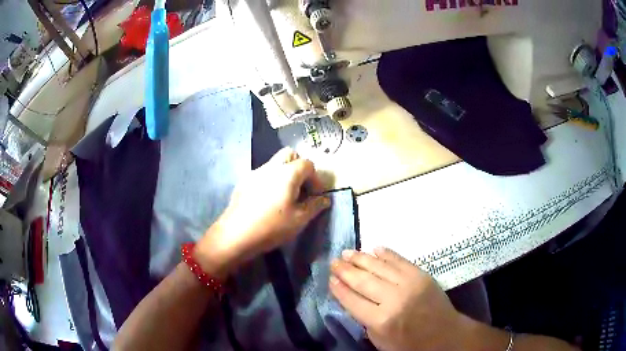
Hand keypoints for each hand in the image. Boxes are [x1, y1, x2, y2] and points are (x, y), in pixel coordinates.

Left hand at [196, 148, 330, 277]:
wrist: (236, 234)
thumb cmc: (272, 226)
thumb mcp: (299, 219)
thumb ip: (315, 206)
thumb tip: (325, 199)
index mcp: (287, 173)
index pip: (307, 164)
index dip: (315, 178)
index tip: (315, 194)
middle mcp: (271, 167)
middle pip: (289, 154)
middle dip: (299, 166)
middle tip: (301, 187)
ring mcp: (254, 173)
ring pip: (274, 163)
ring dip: (284, 173)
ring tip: (284, 196)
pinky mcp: (243, 182)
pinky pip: (261, 174)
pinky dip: (270, 180)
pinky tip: (267, 201)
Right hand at [330, 248, 462, 350]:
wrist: (444, 334)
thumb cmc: (410, 344)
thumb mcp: (381, 341)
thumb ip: (365, 320)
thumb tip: (352, 298)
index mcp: (381, 320)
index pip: (352, 300)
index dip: (339, 289)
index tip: (330, 279)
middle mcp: (393, 299)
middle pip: (363, 281)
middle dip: (345, 270)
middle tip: (333, 262)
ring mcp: (409, 284)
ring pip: (379, 266)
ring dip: (361, 258)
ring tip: (346, 252)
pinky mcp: (421, 274)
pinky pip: (400, 260)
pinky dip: (386, 253)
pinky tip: (374, 248)